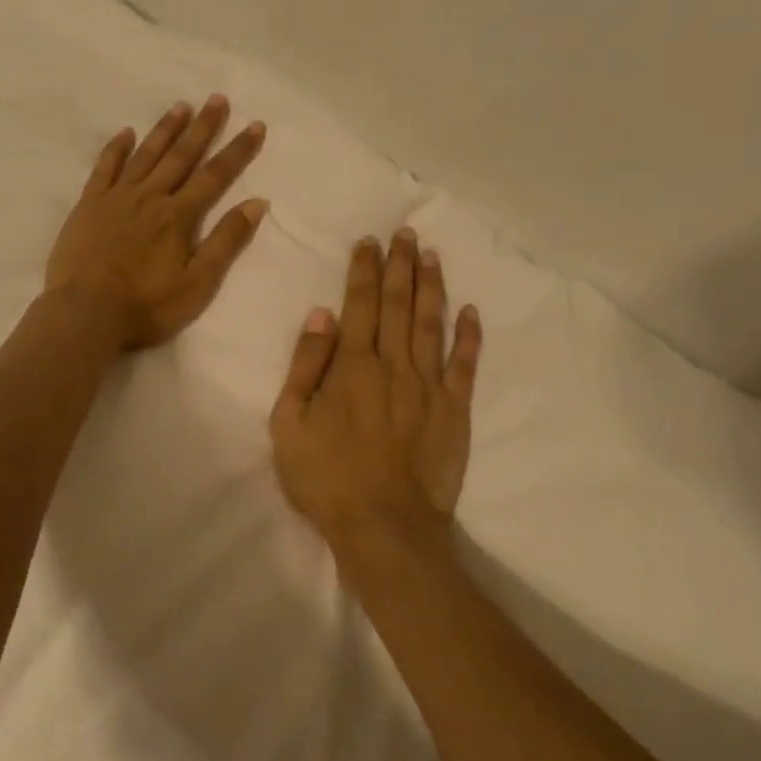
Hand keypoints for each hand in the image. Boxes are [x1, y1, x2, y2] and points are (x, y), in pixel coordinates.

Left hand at [46, 95, 268, 351]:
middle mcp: (150, 197)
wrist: (85, 315)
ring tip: (181, 106)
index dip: (237, 150)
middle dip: (203, 127)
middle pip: (181, 155)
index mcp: (178, 216)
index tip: (255, 125)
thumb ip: (226, 241)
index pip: (215, 175)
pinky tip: (126, 132)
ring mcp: (116, 198)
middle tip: (217, 98)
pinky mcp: (88, 205)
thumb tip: (257, 202)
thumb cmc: (146, 306)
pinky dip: (116, 148)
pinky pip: (104, 168)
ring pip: (145, 155)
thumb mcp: (198, 284)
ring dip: (165, 129)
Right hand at [269, 229, 481, 549]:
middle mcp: (393, 365)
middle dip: (401, 265)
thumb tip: (321, 315)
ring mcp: (428, 387)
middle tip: (406, 233)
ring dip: (432, 287)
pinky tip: (471, 311)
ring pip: (432, 324)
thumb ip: (305, 365)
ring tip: (432, 256)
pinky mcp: (455, 411)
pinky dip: (469, 337)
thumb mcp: (290, 423)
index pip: (360, 304)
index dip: (364, 270)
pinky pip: (464, 366)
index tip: (370, 241)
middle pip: (399, 305)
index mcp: (352, 366)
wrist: (384, 528)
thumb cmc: (326, 478)